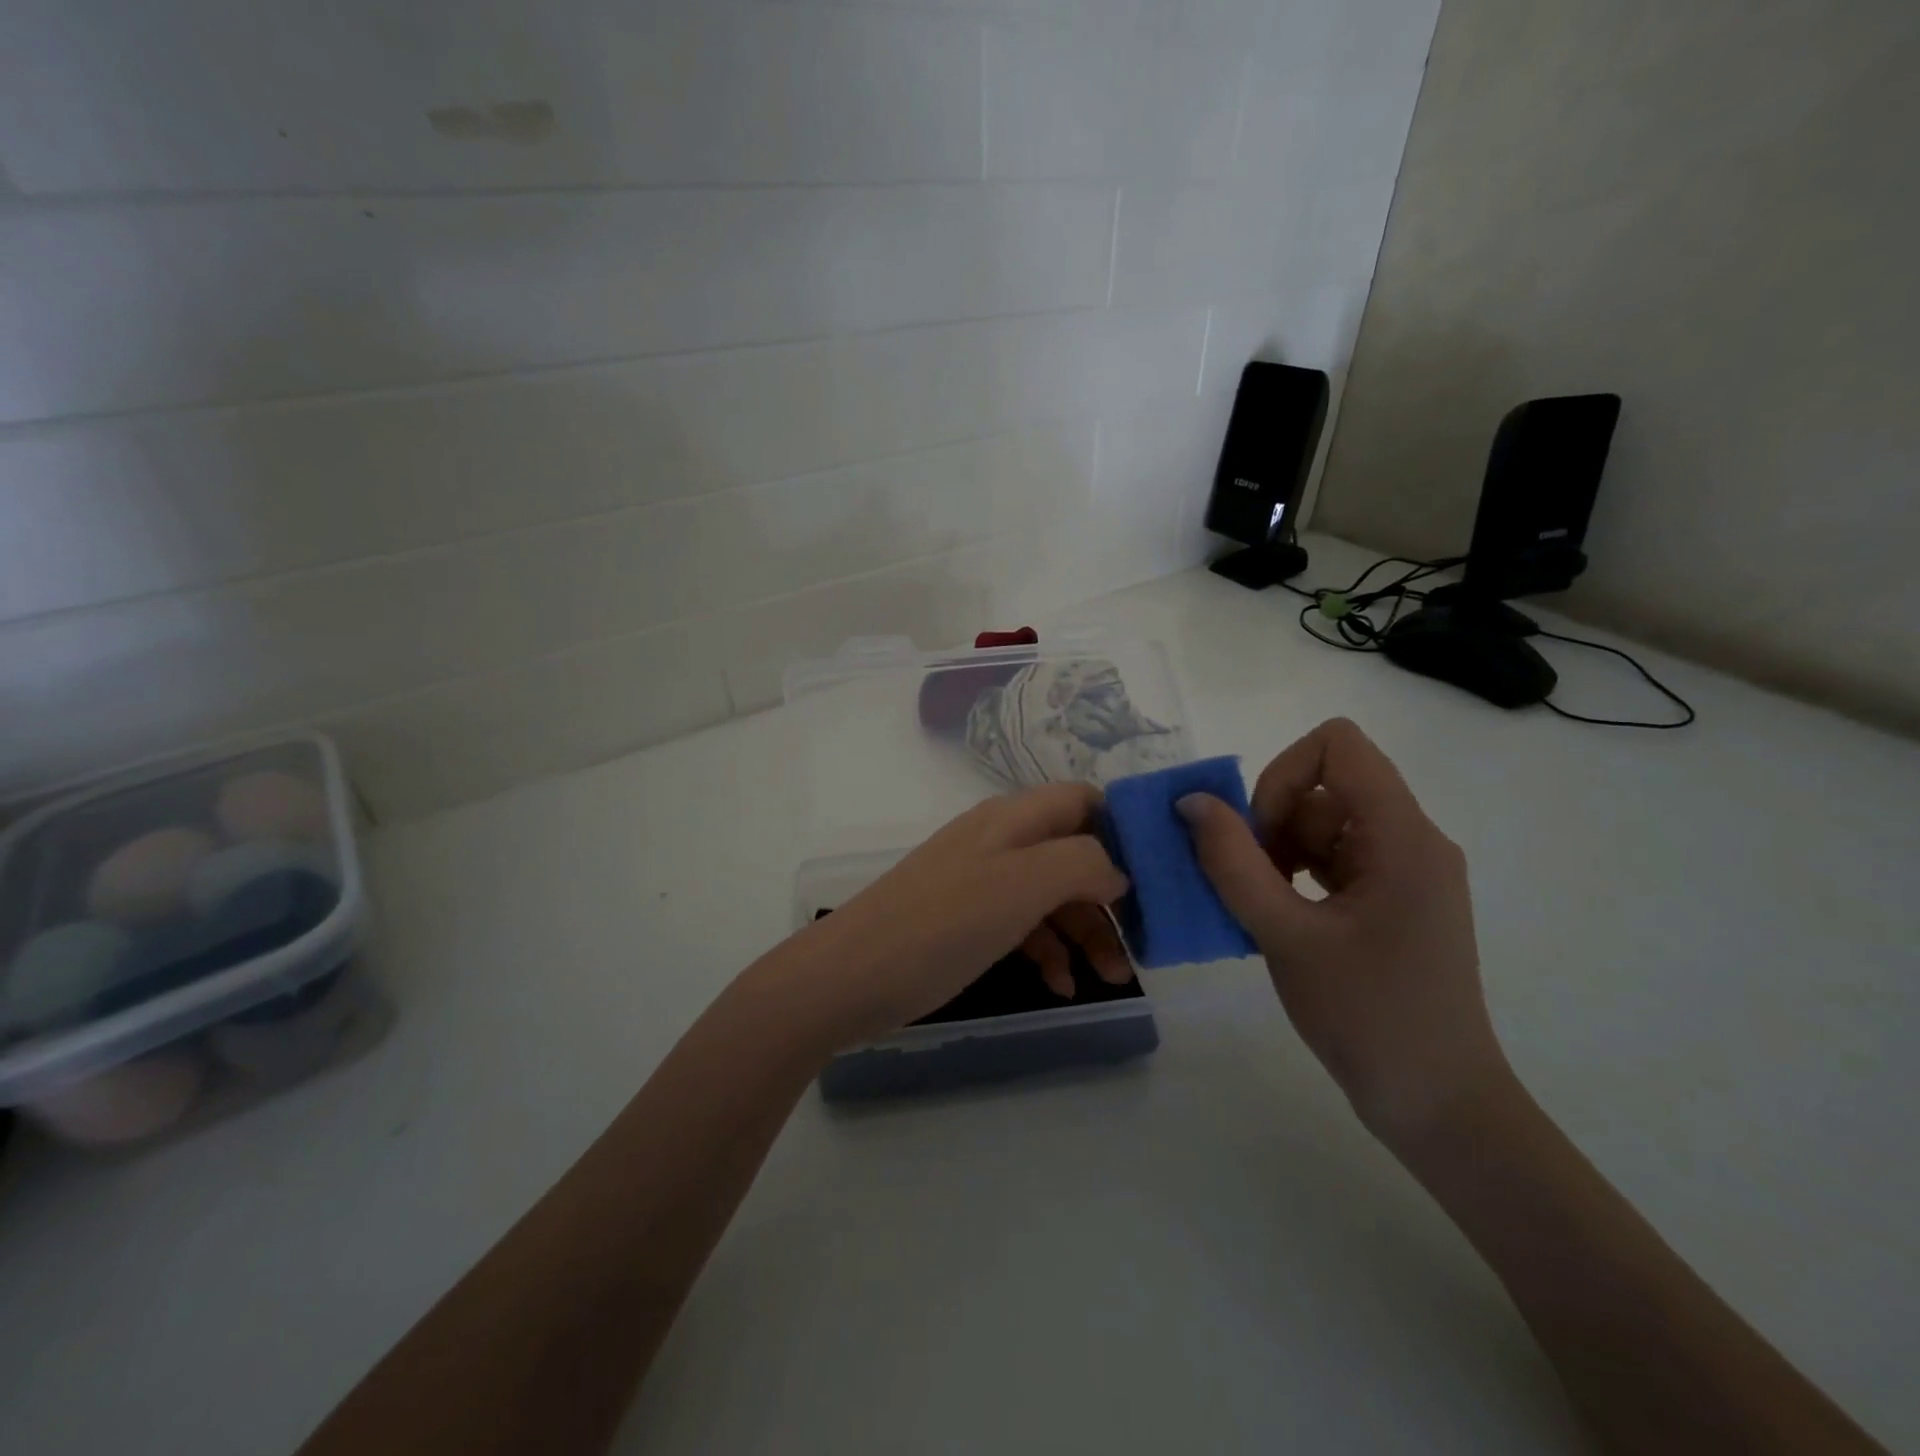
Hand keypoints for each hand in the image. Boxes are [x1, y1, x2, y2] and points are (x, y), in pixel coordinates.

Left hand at [781, 784, 1132, 1047]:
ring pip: (1053, 895)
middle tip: (1140, 948)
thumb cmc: (942, 924)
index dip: (1123, 829)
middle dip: (1111, 898)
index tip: (1156, 877)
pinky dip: (1048, 951)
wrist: (851, 976)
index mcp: (1013, 819)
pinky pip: (1023, 925)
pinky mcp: (967, 920)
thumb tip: (1117, 870)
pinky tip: (1060, 985)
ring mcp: (982, 881)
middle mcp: (1000, 841)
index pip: (1083, 800)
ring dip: (1086, 932)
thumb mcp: (1021, 885)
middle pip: (1075, 854)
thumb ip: (1082, 862)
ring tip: (1110, 978)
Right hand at [1175, 718, 1508, 1142]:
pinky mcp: (1392, 898)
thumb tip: (1191, 801)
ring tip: (1264, 908)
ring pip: (1323, 821)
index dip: (1281, 774)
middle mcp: (1411, 839)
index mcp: (1402, 836)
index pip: (1337, 745)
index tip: (1259, 835)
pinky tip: (1277, 917)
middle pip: (1325, 784)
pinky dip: (1294, 873)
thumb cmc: (1367, 1016)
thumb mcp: (1286, 936)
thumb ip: (1233, 863)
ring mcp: (1405, 870)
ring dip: (1278, 851)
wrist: (1437, 1104)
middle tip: (1252, 882)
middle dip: (1273, 821)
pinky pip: (1333, 856)